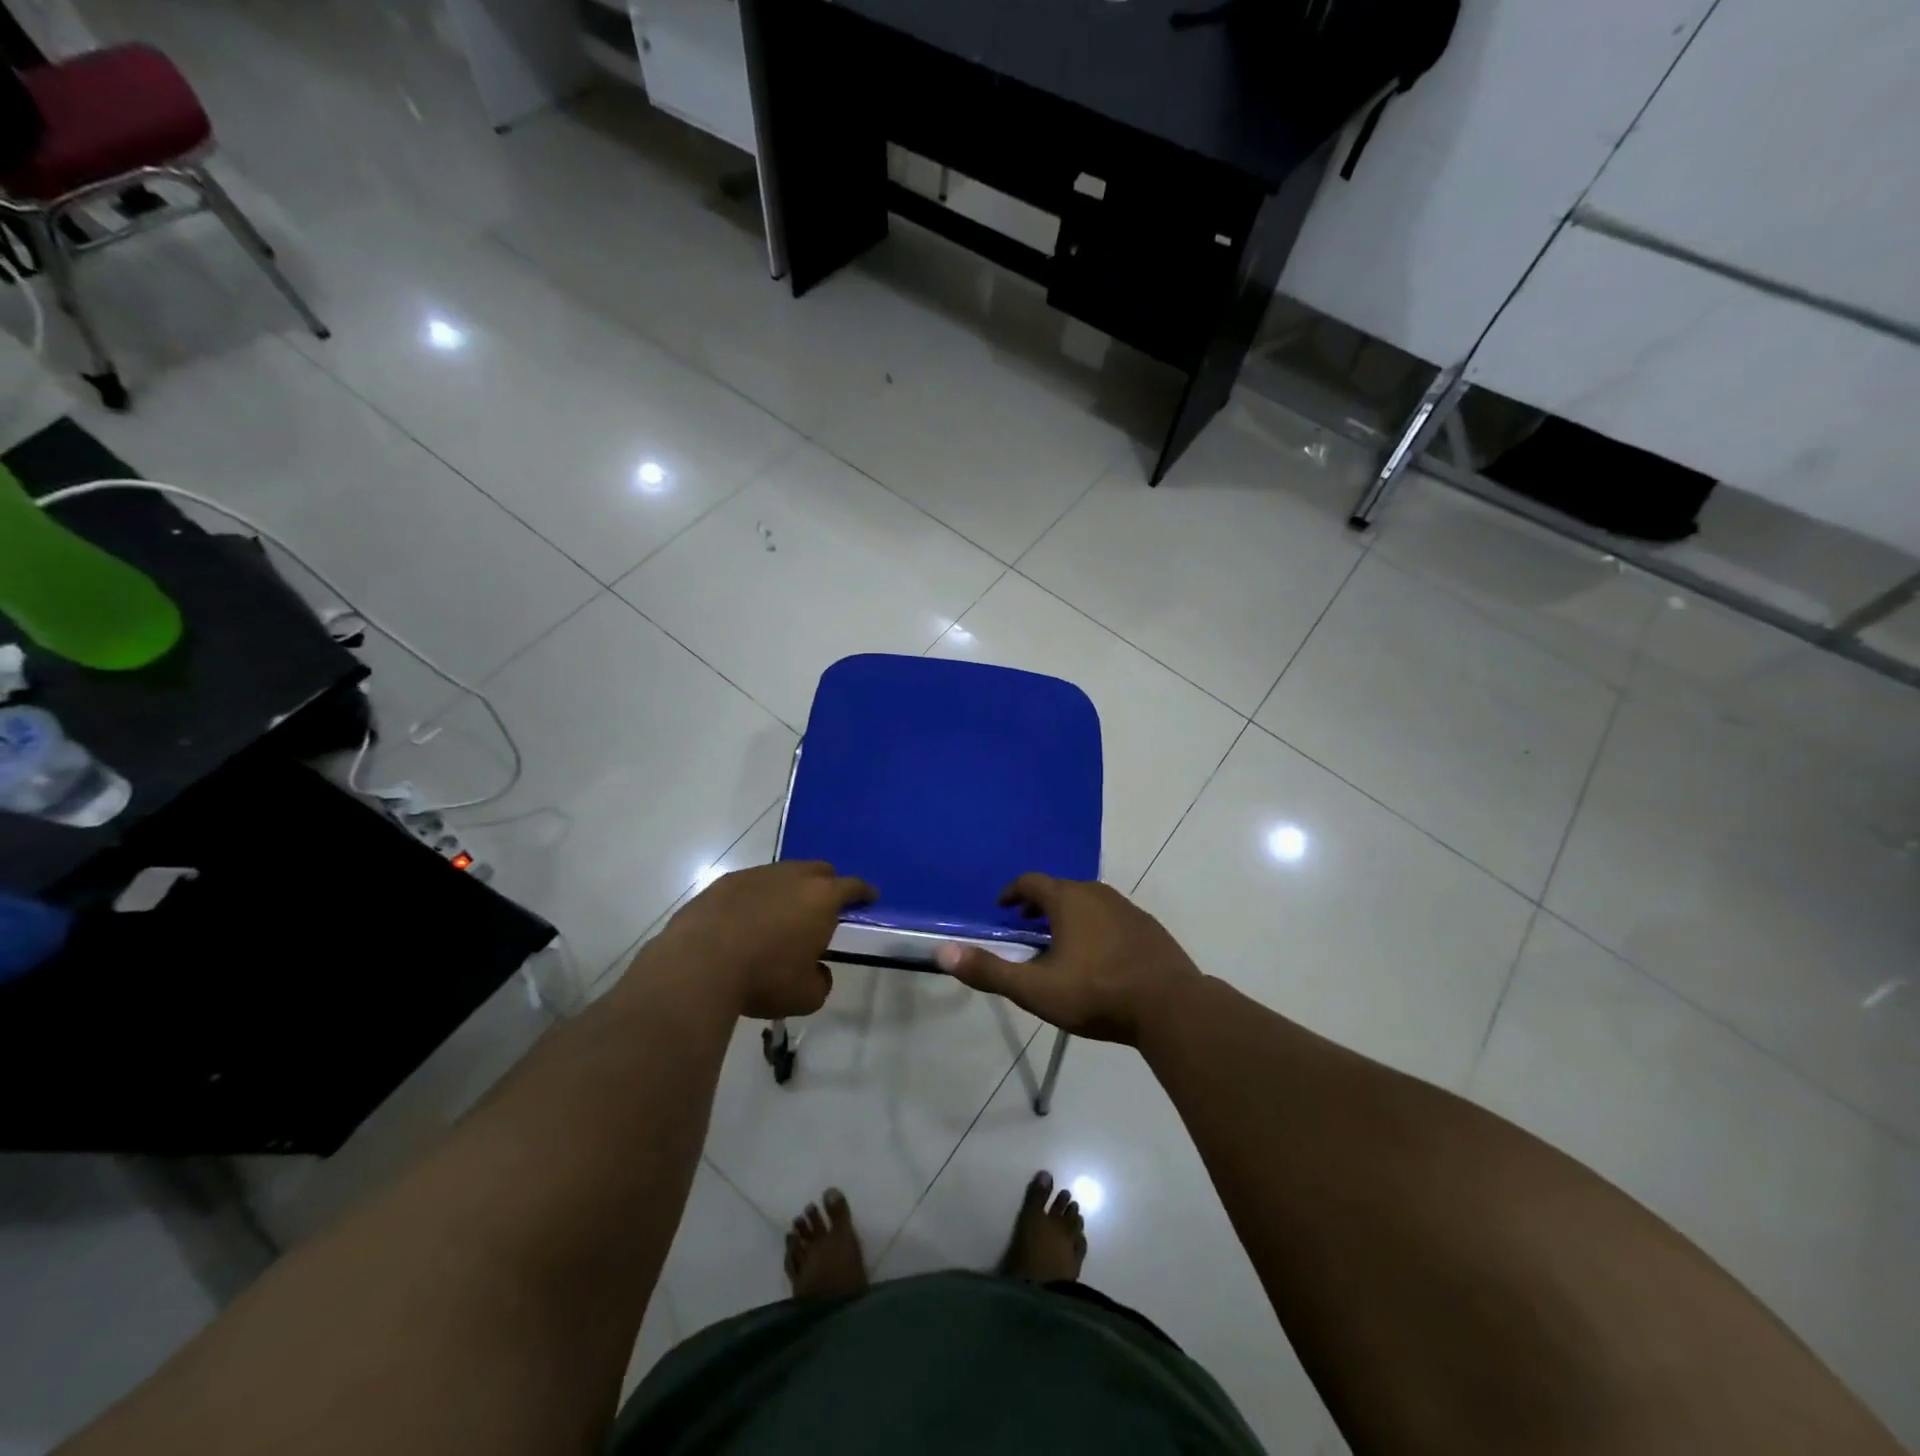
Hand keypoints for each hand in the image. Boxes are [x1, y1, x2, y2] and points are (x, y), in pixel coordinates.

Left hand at [655, 861, 874, 1020]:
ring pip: (784, 874)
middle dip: (827, 885)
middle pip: (819, 870)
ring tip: (782, 917)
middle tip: (824, 907)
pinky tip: (747, 921)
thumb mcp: (806, 996)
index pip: (853, 887)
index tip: (870, 897)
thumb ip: (821, 980)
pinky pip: (752, 885)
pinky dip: (757, 898)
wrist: (699, 964)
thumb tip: (817, 970)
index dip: (864, 892)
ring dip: (789, 890)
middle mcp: (793, 876)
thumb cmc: (764, 978)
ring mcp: (757, 874)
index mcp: (822, 898)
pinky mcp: (725, 882)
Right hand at [935, 874, 1200, 1045]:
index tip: (1002, 908)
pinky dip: (1095, 927)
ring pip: (1088, 902)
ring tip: (1059, 944)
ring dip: (1068, 916)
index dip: (1012, 892)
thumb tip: (943, 952)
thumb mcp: (1035, 989)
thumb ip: (990, 971)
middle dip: (1039, 906)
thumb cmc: (1096, 993)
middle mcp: (1097, 893)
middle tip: (1026, 927)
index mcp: (1068, 899)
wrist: (1171, 1006)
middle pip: (1060, 889)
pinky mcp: (1148, 927)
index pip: (1031, 882)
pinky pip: (1112, 917)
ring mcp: (1127, 908)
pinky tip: (1099, 958)